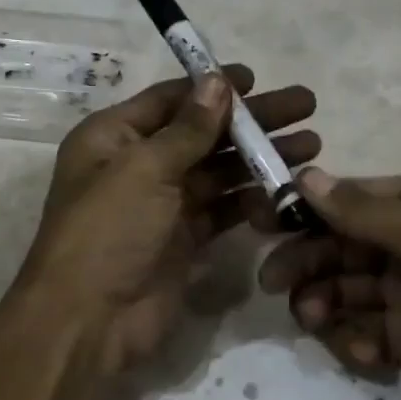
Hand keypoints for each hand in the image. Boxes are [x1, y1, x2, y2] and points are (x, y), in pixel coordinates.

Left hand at [12, 65, 316, 385]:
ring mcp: (162, 204)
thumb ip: (188, 128)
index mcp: (113, 137)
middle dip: (252, 121)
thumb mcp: (144, 169)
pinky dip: (252, 198)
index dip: (213, 87)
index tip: (258, 78)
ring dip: (260, 158)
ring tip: (311, 145)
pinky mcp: (184, 238)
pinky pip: (223, 209)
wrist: (89, 321)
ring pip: (219, 171)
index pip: (171, 100)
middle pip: (203, 132)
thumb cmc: (107, 231)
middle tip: (305, 106)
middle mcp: (137, 165)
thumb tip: (219, 82)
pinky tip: (287, 188)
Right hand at [255, 169, 400, 399]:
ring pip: (342, 288)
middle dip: (306, 261)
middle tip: (273, 281)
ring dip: (322, 301)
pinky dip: (352, 338)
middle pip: (338, 245)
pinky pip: (359, 329)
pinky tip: (368, 353)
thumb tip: (304, 175)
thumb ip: (361, 211)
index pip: (350, 199)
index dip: (307, 209)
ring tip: (314, 318)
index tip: (264, 221)